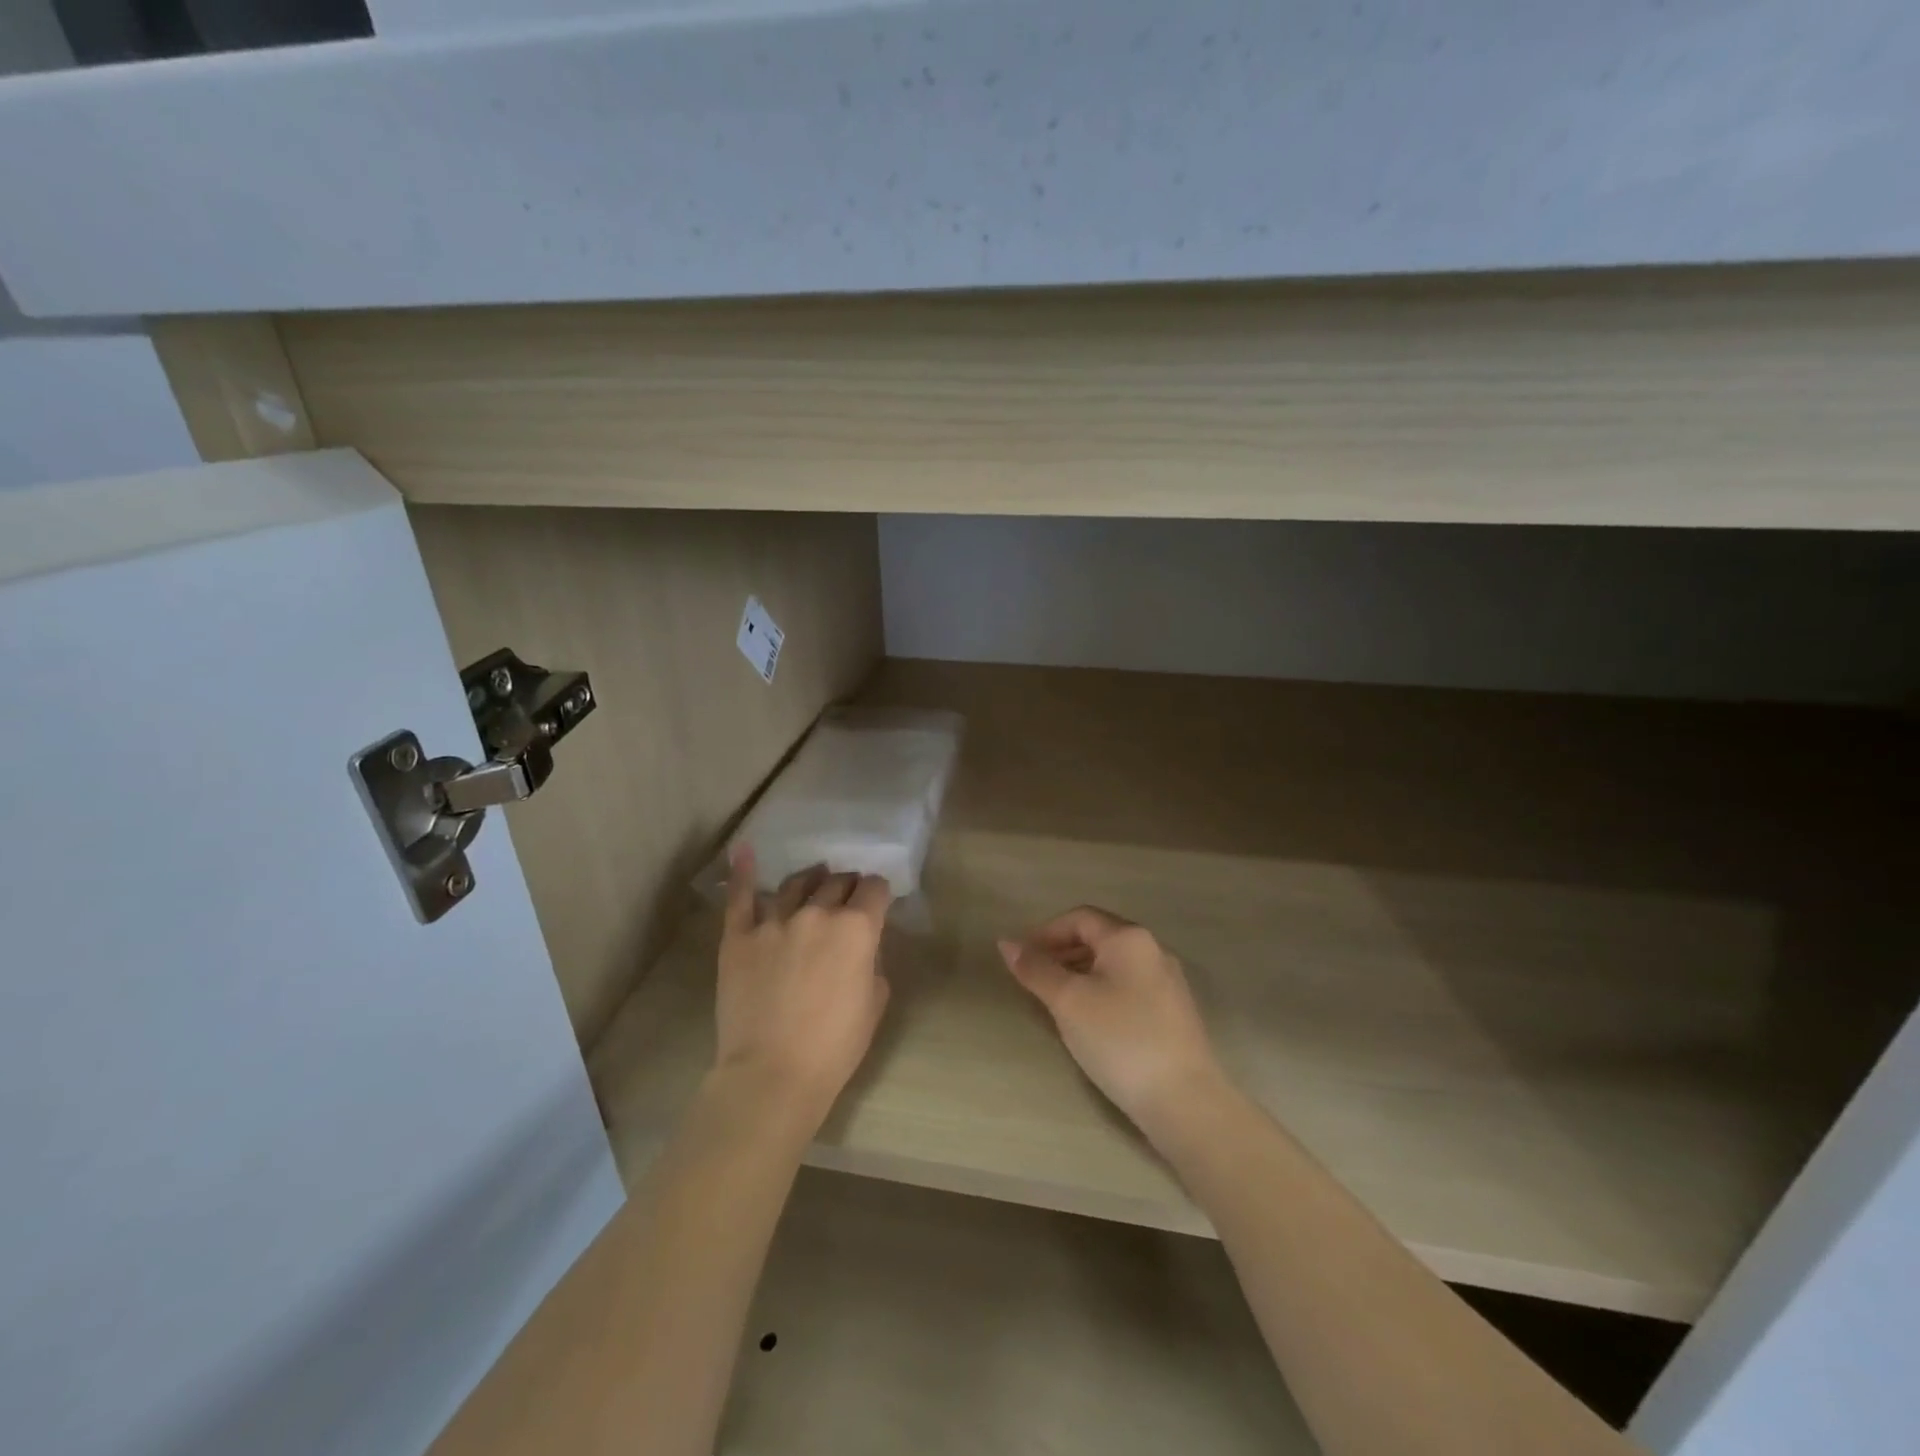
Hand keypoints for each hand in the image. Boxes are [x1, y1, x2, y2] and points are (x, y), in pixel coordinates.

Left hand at [714, 846, 892, 1131]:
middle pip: (837, 882)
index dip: (879, 893)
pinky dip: (743, 871)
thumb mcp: (875, 1003)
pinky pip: (740, 896)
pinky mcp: (738, 936)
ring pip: (796, 884)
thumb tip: (863, 948)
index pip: (874, 889)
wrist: (772, 1074)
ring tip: (815, 877)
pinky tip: (744, 851)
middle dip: (848, 885)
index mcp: (856, 928)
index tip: (878, 901)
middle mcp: (817, 913)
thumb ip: (873, 963)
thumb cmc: (835, 1046)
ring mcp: (773, 921)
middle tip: (848, 895)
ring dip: (811, 879)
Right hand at [998, 907, 1226, 1141]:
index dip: (1045, 933)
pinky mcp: (1173, 1012)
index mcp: (1129, 938)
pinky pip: (1128, 987)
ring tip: (1055, 1002)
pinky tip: (1089, 1022)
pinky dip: (1101, 992)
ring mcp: (1168, 982)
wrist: (1185, 1101)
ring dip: (1079, 973)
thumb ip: (1036, 969)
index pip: (1079, 918)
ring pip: (1113, 965)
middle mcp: (1153, 950)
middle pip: (1098, 938)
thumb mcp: (1068, 1002)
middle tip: (1034, 980)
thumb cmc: (1120, 1040)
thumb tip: (1006, 943)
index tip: (1021, 959)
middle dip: (1061, 953)